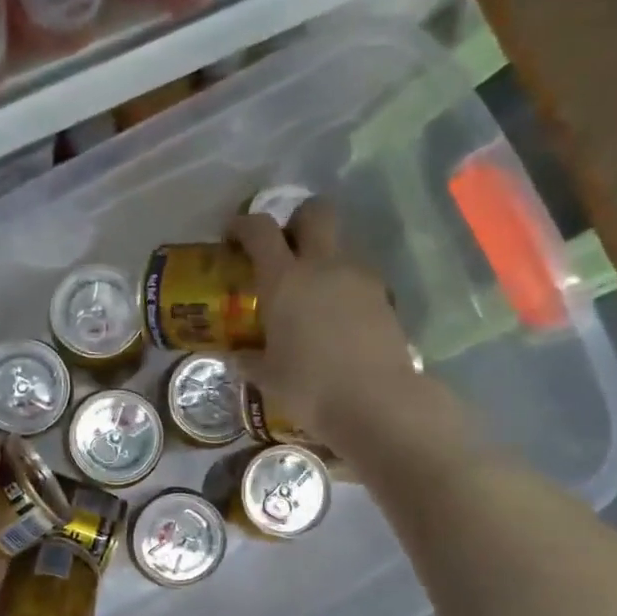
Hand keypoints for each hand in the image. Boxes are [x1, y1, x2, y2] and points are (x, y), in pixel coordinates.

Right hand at [230, 196, 442, 449]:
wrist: (377, 403)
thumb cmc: (310, 388)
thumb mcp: (268, 377)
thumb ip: (249, 360)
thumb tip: (237, 356)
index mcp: (285, 279)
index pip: (260, 230)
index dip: (243, 225)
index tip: (232, 237)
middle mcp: (323, 266)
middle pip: (316, 212)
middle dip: (297, 220)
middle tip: (284, 248)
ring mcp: (359, 278)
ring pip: (340, 246)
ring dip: (323, 257)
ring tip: (310, 295)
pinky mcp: (384, 297)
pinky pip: (357, 277)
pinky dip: (343, 286)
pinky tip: (335, 319)